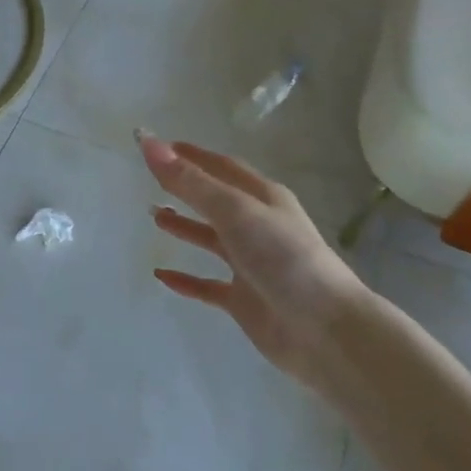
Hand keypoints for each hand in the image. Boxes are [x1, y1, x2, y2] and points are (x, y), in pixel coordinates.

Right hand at [140, 132, 367, 385]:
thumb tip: (148, 141)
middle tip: (151, 180)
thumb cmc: (282, 257)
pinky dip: (185, 280)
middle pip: (216, 201)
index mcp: (263, 198)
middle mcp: (258, 226)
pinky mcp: (243, 299)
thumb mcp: (235, 211)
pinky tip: (161, 276)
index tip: (159, 146)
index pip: (222, 168)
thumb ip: (191, 181)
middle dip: (186, 188)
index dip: (193, 156)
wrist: (323, 328)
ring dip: (185, 227)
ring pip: (211, 240)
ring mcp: (251, 264)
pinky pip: (207, 285)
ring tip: (155, 217)